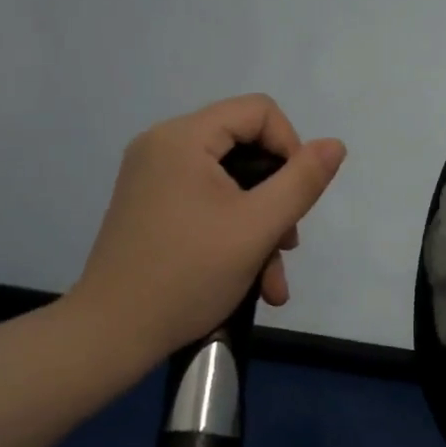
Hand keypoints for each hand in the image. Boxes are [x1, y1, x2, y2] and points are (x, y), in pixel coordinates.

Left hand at [72, 95, 346, 369]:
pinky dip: (232, 233)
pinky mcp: (150, 206)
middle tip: (287, 245)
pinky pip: (206, 203)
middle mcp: (163, 146)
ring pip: (230, 184)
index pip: (258, 111)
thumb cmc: (188, 275)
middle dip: (277, 199)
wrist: (110, 335)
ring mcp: (152, 178)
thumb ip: (302, 181)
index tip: (298, 197)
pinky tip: (251, 281)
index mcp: (183, 137)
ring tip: (272, 280)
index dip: (291, 147)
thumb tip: (335, 144)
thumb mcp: (258, 227)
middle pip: (245, 148)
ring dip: (260, 227)